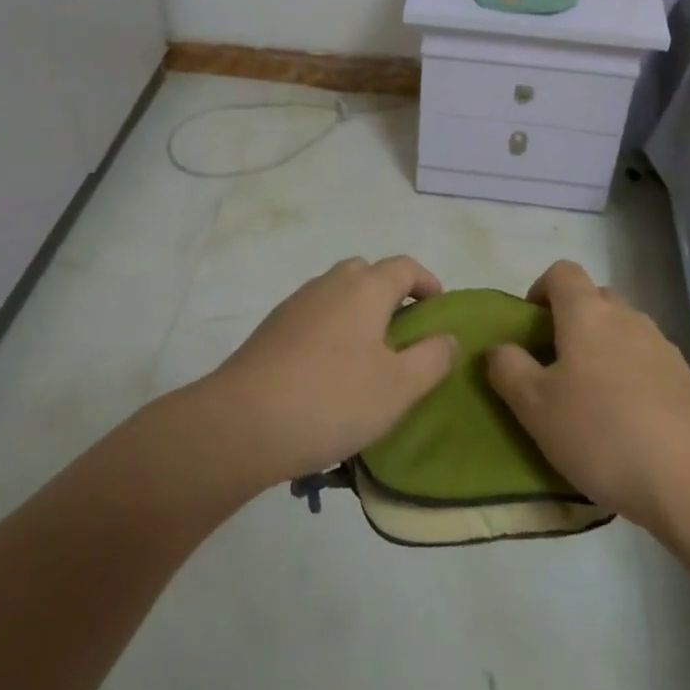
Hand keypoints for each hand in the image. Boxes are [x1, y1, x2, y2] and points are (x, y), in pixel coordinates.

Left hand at [206, 256, 458, 484]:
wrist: (241, 423)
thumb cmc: (332, 399)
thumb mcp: (398, 387)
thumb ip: (432, 359)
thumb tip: (448, 338)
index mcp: (366, 287)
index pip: (404, 267)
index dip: (426, 282)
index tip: (438, 309)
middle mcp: (332, 283)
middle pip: (367, 273)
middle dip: (389, 294)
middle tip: (402, 333)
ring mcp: (297, 304)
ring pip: (337, 294)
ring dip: (357, 312)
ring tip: (366, 357)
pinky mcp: (272, 329)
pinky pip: (314, 316)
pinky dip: (330, 330)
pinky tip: (328, 372)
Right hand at [486, 261, 689, 534]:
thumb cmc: (602, 432)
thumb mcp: (536, 407)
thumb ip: (509, 370)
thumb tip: (499, 348)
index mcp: (587, 311)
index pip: (561, 272)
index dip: (540, 290)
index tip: (529, 327)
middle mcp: (626, 316)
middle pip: (594, 299)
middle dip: (571, 322)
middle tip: (554, 367)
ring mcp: (661, 345)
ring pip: (622, 332)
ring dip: (602, 351)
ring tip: (589, 401)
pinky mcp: (685, 379)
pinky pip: (646, 362)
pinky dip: (630, 377)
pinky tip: (625, 424)